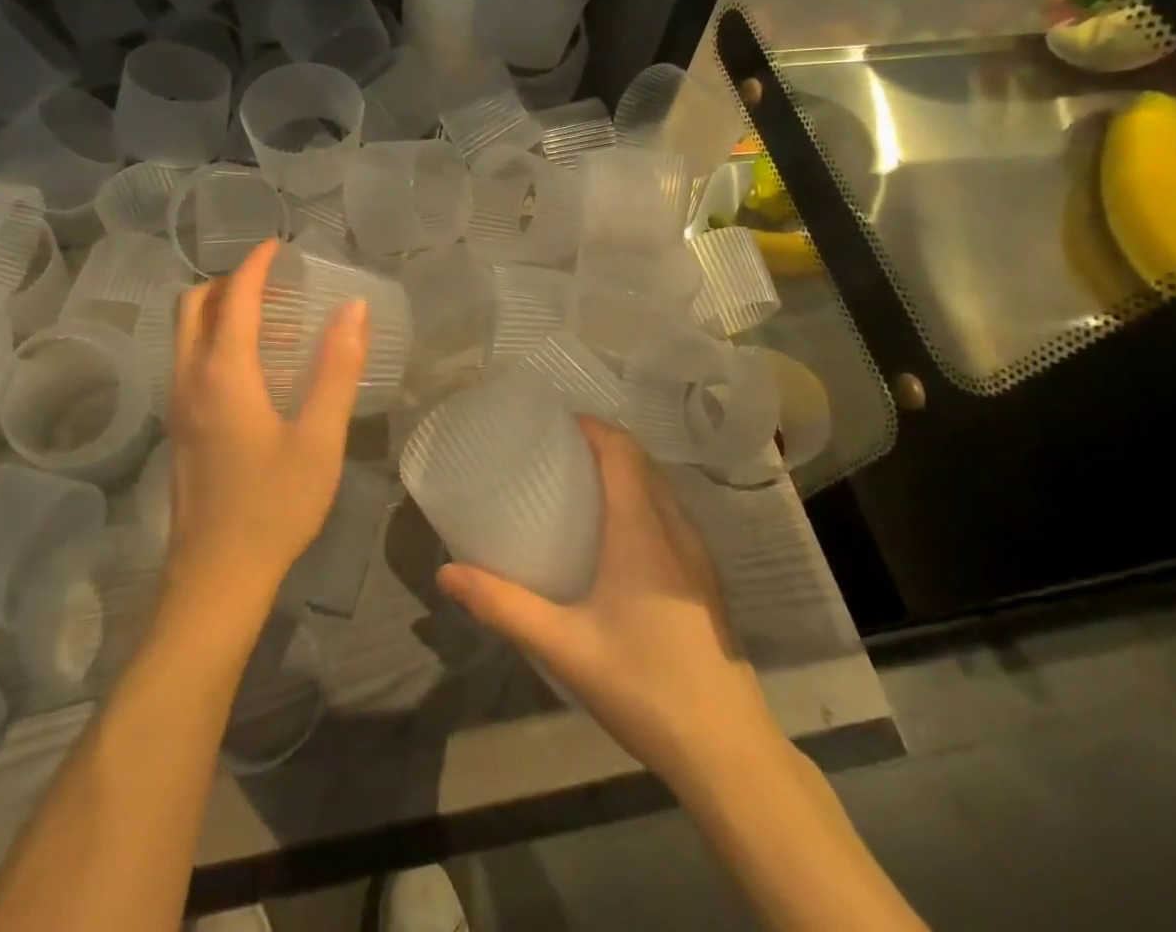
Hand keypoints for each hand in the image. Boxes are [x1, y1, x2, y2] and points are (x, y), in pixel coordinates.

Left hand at [162, 239, 367, 605]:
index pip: (234, 297)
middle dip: (229, 282)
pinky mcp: (180, 429)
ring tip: (274, 318)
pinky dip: (216, 341)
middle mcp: (190, 379)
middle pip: (193, 306)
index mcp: (223, 373)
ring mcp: (179, 405)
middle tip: (274, 282)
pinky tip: (258, 369)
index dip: (256, 265)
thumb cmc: (273, 506)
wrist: (216, 578)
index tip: (279, 247)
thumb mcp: (319, 438)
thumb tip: (353, 308)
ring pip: (187, 334)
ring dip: (221, 311)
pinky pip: (191, 361)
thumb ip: (337, 368)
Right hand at [436, 417, 778, 793]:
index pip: (622, 451)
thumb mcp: (563, 646)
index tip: (553, 423)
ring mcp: (697, 557)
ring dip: (624, 473)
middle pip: (641, 463)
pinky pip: (671, 517)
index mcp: (642, 529)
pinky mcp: (706, 582)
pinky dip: (641, 502)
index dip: (591, 426)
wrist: (729, 752)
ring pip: (660, 490)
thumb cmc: (644, 686)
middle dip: (601, 445)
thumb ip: (503, 605)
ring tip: (579, 486)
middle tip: (554, 452)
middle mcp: (675, 529)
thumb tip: (446, 573)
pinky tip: (616, 539)